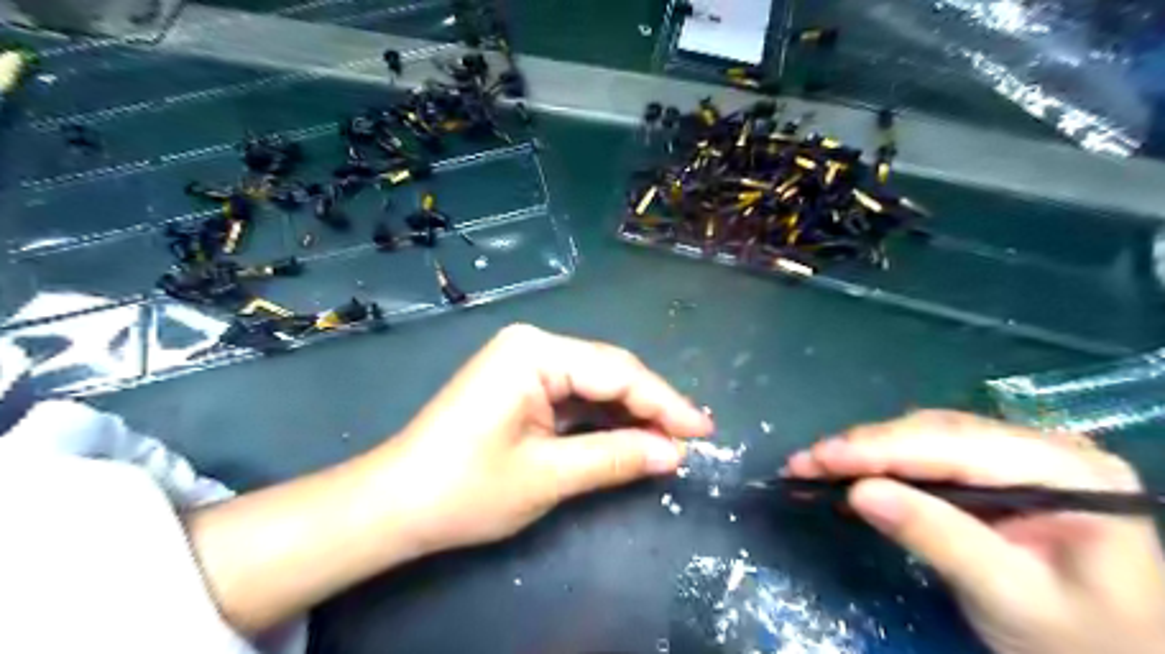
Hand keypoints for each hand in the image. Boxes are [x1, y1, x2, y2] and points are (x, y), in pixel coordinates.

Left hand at [364, 325, 708, 553]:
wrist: (395, 503)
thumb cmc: (465, 489)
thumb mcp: (548, 476)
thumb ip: (615, 458)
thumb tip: (673, 453)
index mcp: (535, 352)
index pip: (618, 372)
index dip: (665, 403)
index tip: (704, 432)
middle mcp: (532, 344)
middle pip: (609, 370)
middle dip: (651, 405)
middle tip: (692, 438)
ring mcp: (524, 361)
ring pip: (595, 382)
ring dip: (630, 412)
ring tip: (669, 439)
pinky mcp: (521, 382)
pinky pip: (575, 394)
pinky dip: (603, 417)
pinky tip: (629, 433)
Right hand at [787, 411, 1163, 652]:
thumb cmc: (1083, 641)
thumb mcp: (1010, 597)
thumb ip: (939, 538)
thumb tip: (859, 492)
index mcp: (1068, 471)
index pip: (954, 445)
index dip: (879, 448)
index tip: (818, 458)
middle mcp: (1043, 448)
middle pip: (935, 432)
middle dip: (864, 447)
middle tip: (804, 462)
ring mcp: (1019, 456)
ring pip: (925, 437)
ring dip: (867, 451)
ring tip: (816, 464)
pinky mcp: (995, 472)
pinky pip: (929, 455)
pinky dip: (884, 464)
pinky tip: (851, 471)